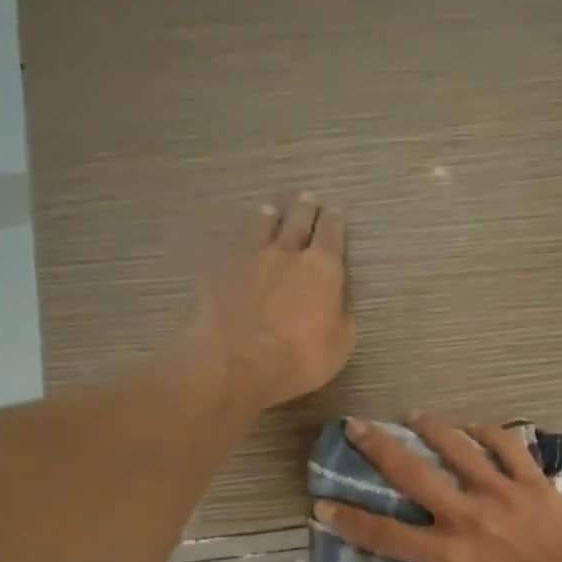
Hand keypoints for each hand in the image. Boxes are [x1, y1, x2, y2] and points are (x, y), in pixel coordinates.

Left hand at [186, 193, 353, 410]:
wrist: (238, 364)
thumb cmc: (299, 359)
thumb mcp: (338, 347)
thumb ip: (342, 321)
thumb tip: (339, 309)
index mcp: (322, 269)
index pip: (331, 234)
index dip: (334, 221)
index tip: (335, 211)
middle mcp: (286, 253)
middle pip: (297, 221)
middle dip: (305, 209)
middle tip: (307, 198)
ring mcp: (249, 257)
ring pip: (262, 227)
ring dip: (269, 217)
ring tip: (270, 210)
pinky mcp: (219, 270)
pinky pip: (231, 248)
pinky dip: (237, 243)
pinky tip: (234, 244)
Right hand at [315, 415, 561, 561]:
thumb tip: (430, 553)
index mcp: (446, 554)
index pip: (384, 535)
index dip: (349, 520)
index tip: (324, 503)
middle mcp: (465, 516)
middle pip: (411, 475)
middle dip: (377, 448)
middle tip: (356, 427)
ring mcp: (500, 493)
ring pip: (457, 448)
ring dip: (430, 428)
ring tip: (414, 415)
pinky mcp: (532, 483)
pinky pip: (507, 446)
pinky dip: (488, 432)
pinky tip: (473, 428)